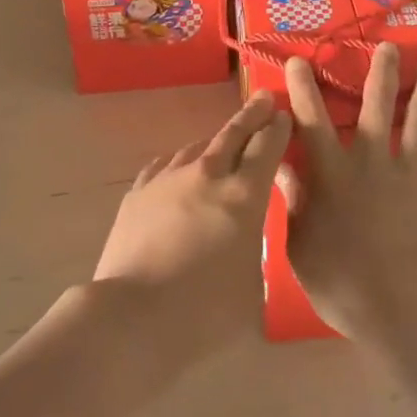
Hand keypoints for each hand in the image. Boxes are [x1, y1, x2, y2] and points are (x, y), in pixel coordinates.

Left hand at [93, 92, 290, 367]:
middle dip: (252, 115)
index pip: (266, 148)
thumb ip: (254, 256)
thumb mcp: (252, 290)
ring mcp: (169, 179)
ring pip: (198, 146)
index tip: (284, 115)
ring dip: (216, 140)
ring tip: (223, 140)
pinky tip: (181, 167)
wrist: (132, 318)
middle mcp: (208, 175)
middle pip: (234, 133)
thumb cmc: (204, 314)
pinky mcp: (139, 192)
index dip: (278, 129)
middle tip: (264, 98)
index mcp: (244, 196)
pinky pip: (166, 164)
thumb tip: (247, 244)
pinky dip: (182, 162)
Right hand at [278, 44, 416, 350]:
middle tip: (386, 45)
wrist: (400, 306)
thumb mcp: (300, 243)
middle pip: (376, 106)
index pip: (312, 120)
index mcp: (331, 171)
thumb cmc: (341, 280)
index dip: (303, 89)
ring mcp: (407, 173)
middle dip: (380, 73)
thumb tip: (280, 165)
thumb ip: (293, 200)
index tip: (298, 60)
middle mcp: (370, 160)